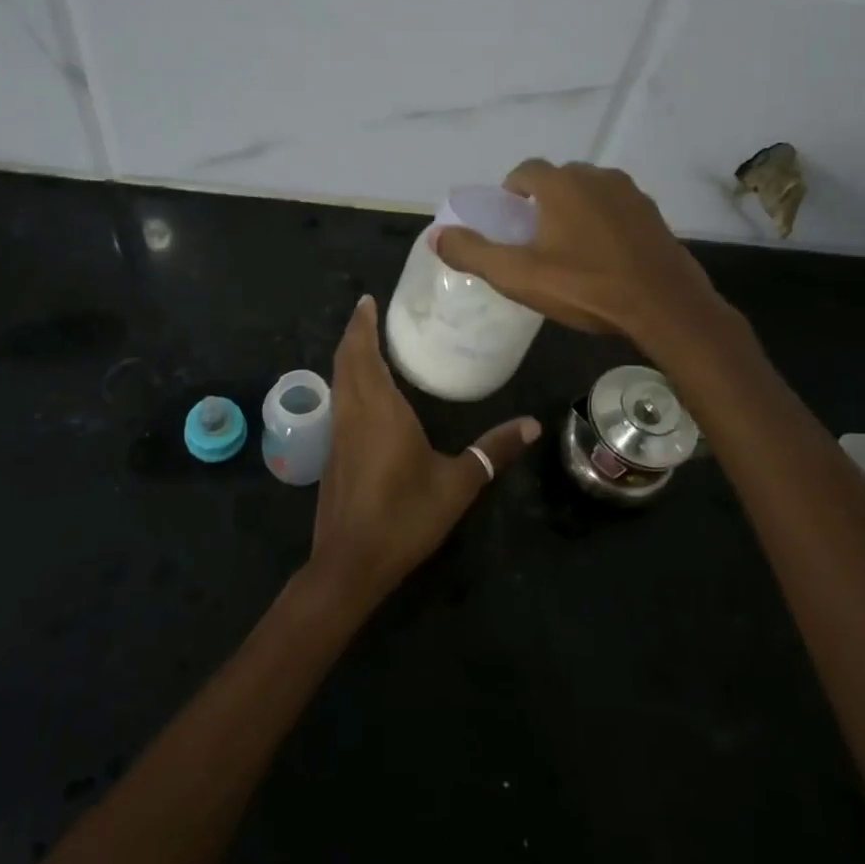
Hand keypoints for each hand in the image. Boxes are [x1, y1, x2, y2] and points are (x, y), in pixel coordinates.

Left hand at [307, 296, 538, 607]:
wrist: (351, 563)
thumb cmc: (405, 517)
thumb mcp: (458, 483)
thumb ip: (493, 450)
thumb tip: (532, 424)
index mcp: (379, 410)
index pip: (364, 354)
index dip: (362, 325)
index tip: (367, 301)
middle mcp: (353, 414)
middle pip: (345, 361)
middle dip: (354, 333)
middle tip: (368, 313)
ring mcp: (337, 435)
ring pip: (337, 382)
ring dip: (347, 357)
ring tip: (367, 344)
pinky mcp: (332, 454)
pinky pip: (338, 403)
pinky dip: (347, 382)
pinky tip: (363, 393)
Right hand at [433, 160, 727, 350]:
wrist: (664, 306)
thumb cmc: (585, 287)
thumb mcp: (518, 275)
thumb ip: (473, 253)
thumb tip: (437, 236)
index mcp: (561, 185)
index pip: (524, 171)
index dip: (510, 193)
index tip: (508, 223)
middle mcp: (597, 177)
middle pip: (558, 180)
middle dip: (541, 202)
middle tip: (535, 240)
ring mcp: (631, 194)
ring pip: (589, 193)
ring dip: (574, 211)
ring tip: (569, 250)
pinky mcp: (653, 215)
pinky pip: (616, 210)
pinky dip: (603, 223)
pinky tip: (604, 257)